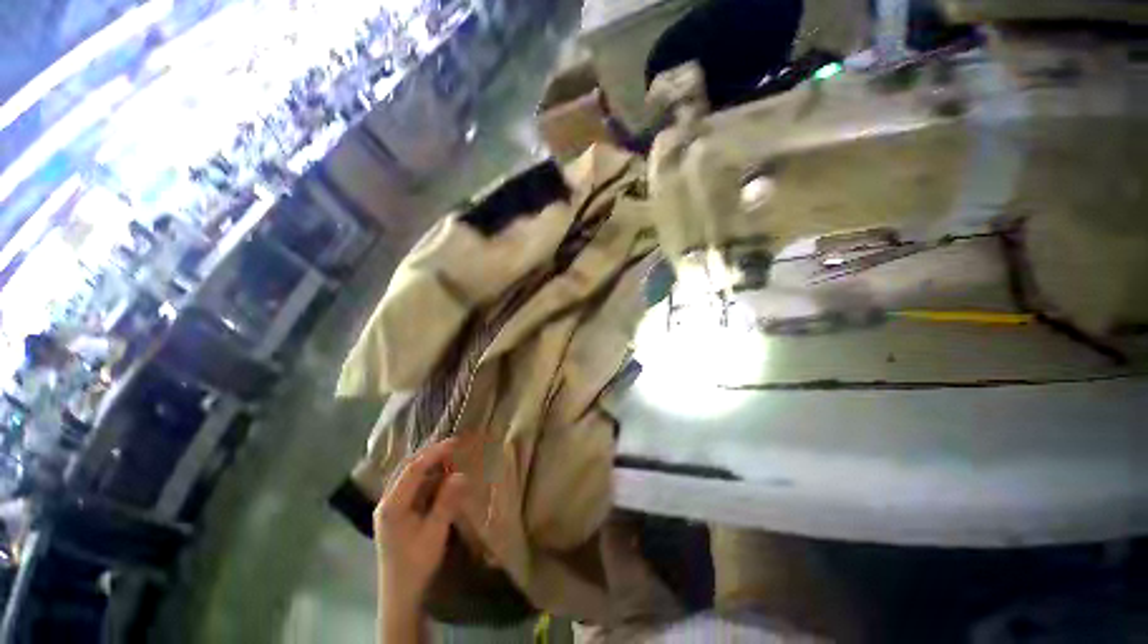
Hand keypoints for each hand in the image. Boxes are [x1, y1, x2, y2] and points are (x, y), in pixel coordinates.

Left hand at [374, 439, 467, 632]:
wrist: (400, 594)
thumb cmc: (416, 564)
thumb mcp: (435, 533)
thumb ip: (446, 502)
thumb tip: (461, 474)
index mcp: (392, 506)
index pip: (413, 469)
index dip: (434, 453)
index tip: (455, 442)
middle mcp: (387, 501)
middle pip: (407, 468)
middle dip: (431, 455)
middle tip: (454, 446)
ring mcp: (390, 506)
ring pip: (409, 476)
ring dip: (429, 465)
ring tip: (451, 458)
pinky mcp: (397, 512)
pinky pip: (412, 486)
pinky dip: (428, 477)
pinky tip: (441, 477)